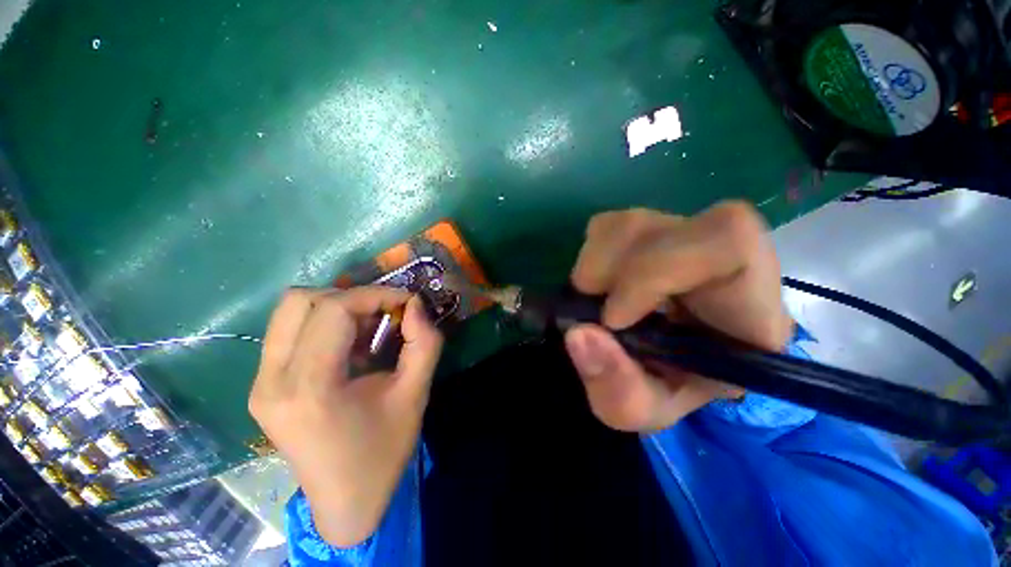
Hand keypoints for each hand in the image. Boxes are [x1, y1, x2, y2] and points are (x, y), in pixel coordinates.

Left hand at [248, 286, 442, 546]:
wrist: (345, 502)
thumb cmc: (383, 451)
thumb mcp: (416, 394)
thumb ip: (424, 342)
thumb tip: (416, 305)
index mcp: (309, 388)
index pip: (333, 309)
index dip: (375, 294)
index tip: (406, 302)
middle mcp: (271, 380)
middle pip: (301, 300)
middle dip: (353, 297)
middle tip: (385, 313)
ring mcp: (260, 382)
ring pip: (291, 310)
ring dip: (337, 307)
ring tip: (368, 328)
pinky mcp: (263, 385)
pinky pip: (290, 330)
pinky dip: (325, 323)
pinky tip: (350, 345)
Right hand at [564, 201, 792, 431]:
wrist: (654, 368)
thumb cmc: (661, 390)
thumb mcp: (638, 409)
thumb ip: (616, 388)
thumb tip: (580, 334)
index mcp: (751, 316)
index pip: (732, 248)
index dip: (657, 272)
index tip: (612, 318)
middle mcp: (728, 268)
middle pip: (677, 227)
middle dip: (619, 267)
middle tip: (593, 304)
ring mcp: (687, 240)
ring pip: (637, 221)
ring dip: (598, 261)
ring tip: (593, 296)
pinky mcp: (653, 232)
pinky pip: (613, 224)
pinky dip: (592, 252)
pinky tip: (598, 281)